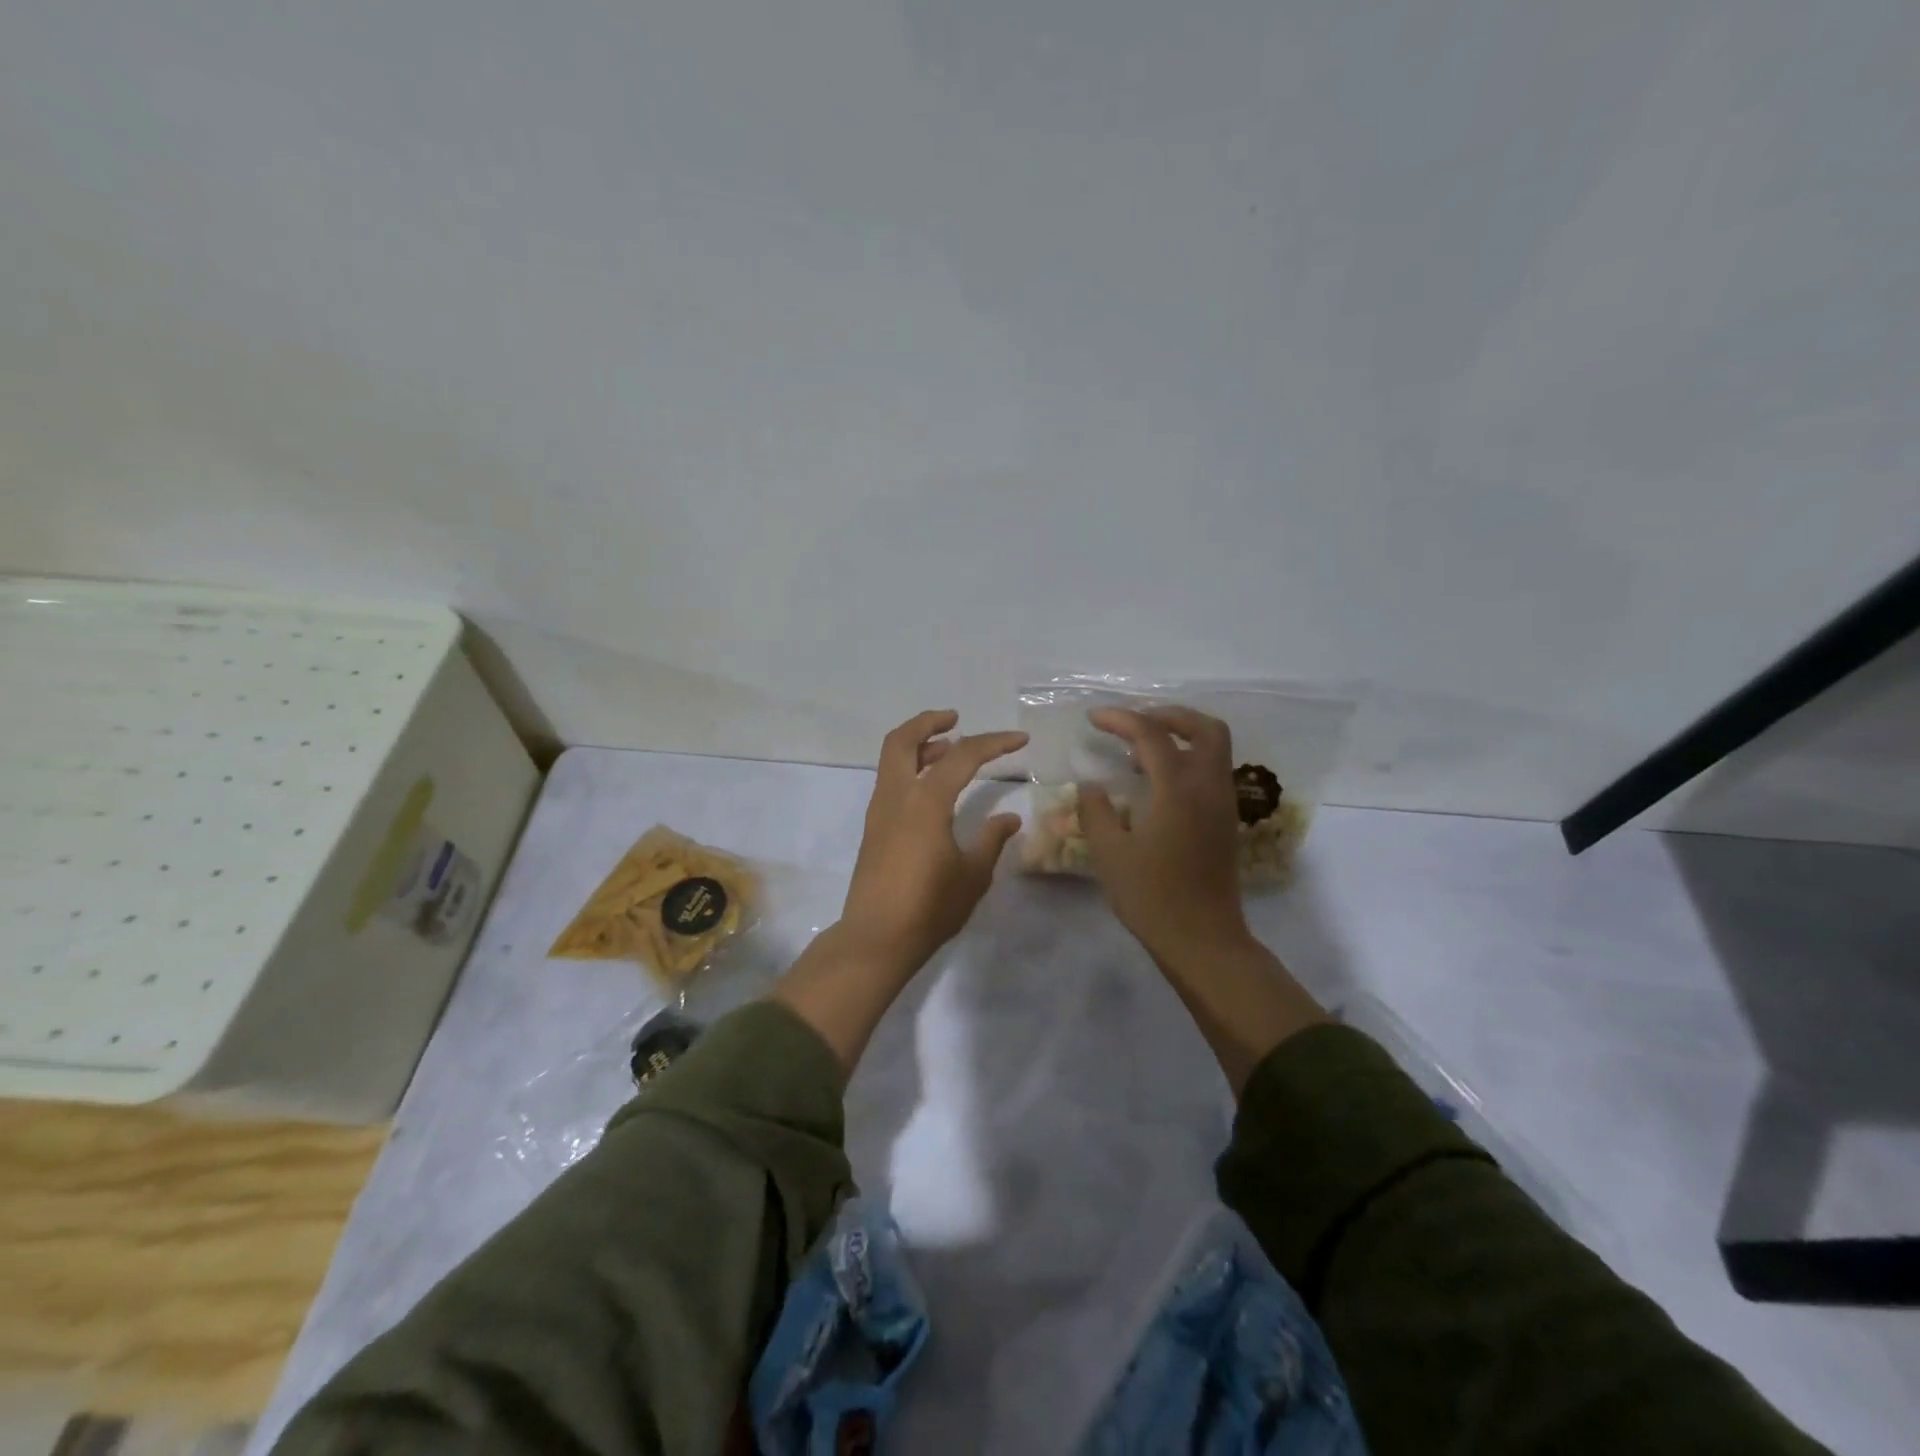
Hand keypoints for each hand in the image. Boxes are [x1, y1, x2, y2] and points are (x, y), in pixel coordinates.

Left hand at [839, 709, 1027, 976]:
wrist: (876, 939)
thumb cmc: (929, 907)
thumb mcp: (972, 875)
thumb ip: (991, 840)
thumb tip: (1009, 818)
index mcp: (926, 802)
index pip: (963, 756)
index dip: (994, 742)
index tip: (1019, 739)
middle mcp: (897, 796)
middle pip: (903, 740)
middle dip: (929, 722)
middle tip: (955, 719)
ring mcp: (880, 811)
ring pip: (892, 759)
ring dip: (919, 746)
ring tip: (950, 751)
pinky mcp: (874, 828)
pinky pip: (891, 782)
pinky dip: (911, 770)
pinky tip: (934, 790)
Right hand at [1081, 705, 1324, 1092]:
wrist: (1203, 940)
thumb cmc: (1152, 897)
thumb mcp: (1109, 853)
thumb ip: (1096, 811)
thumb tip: (1091, 785)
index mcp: (1178, 790)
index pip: (1152, 735)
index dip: (1121, 719)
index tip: (1094, 718)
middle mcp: (1208, 787)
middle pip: (1204, 728)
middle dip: (1168, 715)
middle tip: (1133, 723)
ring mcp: (1222, 804)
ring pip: (1214, 748)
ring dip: (1181, 735)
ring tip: (1140, 751)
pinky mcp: (1225, 821)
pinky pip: (1212, 771)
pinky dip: (1187, 759)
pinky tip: (1157, 782)